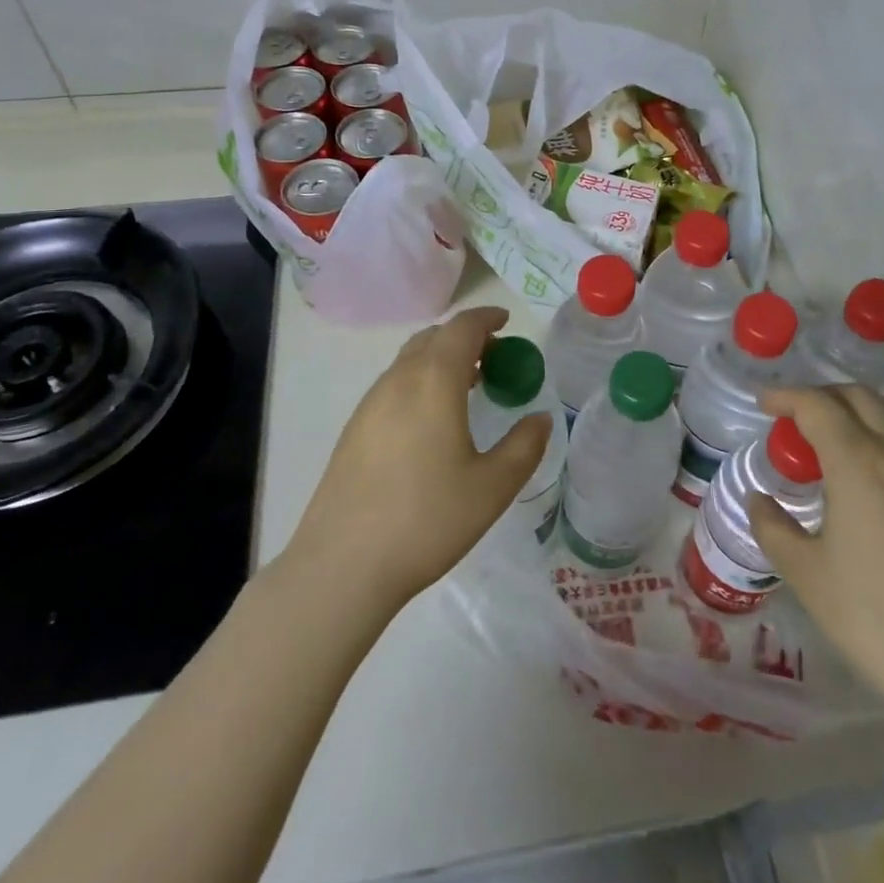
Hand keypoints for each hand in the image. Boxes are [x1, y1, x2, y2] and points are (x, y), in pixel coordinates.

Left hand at [285, 307, 549, 612]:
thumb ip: (524, 446)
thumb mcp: (492, 487)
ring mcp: (370, 403)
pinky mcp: (354, 428)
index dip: (486, 318)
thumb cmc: (427, 520)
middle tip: (494, 357)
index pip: (462, 328)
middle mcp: (398, 380)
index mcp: (434, 381)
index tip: (506, 322)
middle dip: (465, 337)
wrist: (343, 564)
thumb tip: (540, 418)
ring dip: (441, 359)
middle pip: (433, 338)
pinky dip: (420, 381)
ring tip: (468, 386)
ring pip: (410, 361)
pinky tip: (432, 420)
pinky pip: (394, 385)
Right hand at [750, 386, 883, 719]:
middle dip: (823, 396)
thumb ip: (773, 528)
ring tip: (824, 454)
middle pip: (861, 398)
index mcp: (859, 463)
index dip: (787, 396)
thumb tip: (759, 501)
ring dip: (853, 420)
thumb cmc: (872, 616)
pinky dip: (876, 448)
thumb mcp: (806, 573)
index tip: (763, 403)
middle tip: (793, 418)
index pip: (818, 405)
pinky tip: (862, 490)